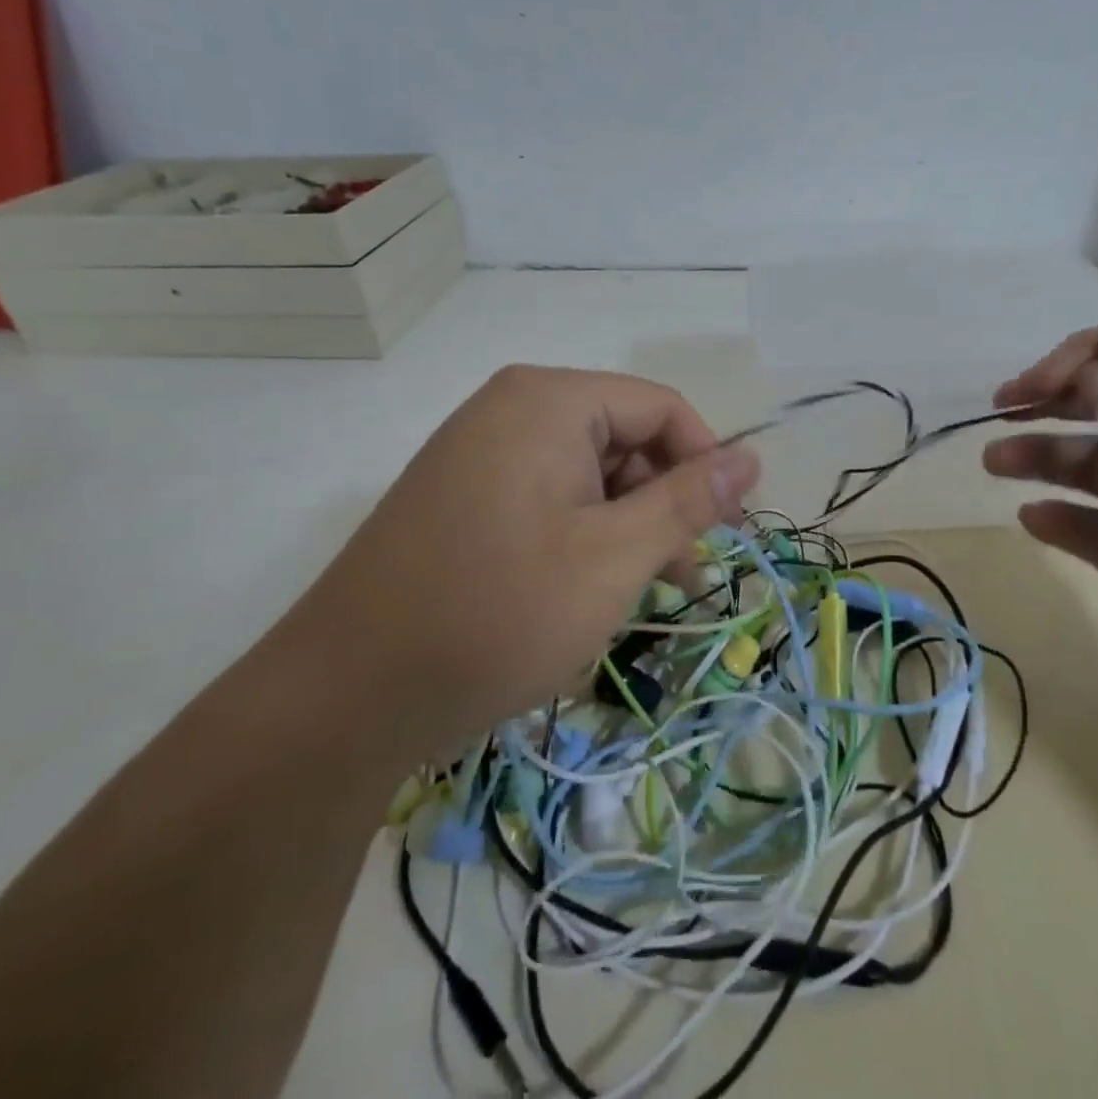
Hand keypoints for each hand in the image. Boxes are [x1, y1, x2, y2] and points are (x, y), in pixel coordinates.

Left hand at [295, 366, 760, 758]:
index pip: (661, 407)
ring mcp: (480, 451)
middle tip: (683, 577)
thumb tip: (753, 457)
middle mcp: (511, 409)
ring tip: (641, 591)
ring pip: (588, 472)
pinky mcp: (461, 494)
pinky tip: (586, 589)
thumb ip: (690, 500)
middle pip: (624, 437)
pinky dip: (583, 533)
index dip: (706, 462)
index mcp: (548, 401)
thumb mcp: (615, 557)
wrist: (344, 697)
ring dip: (627, 525)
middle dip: (664, 502)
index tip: (727, 531)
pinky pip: (547, 495)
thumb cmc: (498, 613)